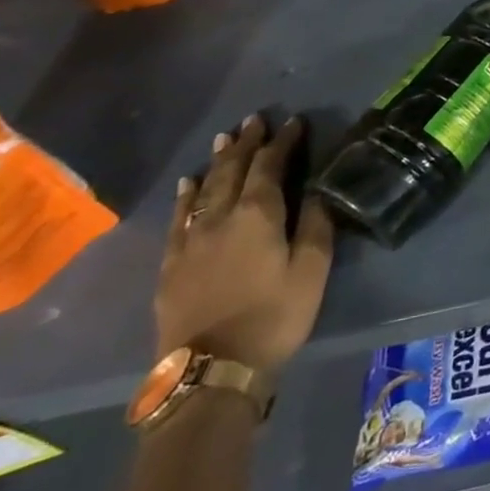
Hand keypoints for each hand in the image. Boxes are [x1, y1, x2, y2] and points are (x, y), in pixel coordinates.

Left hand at [157, 113, 333, 374]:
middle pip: (232, 170)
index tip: (294, 122)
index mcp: (258, 215)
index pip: (270, 166)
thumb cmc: (274, 316)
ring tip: (225, 138)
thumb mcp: (311, 270)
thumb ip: (316, 224)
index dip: (283, 142)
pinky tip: (188, 184)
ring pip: (203, 189)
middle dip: (247, 143)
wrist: (211, 371)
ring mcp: (190, 240)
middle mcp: (220, 218)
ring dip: (217, 161)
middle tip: (255, 119)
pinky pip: (177, 217)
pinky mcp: (171, 264)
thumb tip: (319, 189)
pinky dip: (185, 195)